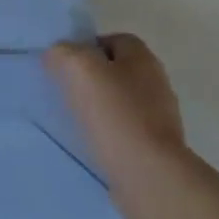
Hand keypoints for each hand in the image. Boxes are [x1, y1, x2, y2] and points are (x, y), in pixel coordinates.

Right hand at [46, 33, 188, 184]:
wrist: (150, 178)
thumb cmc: (117, 115)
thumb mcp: (79, 69)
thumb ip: (63, 53)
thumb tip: (57, 54)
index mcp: (143, 57)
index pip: (112, 40)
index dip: (87, 48)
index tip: (65, 67)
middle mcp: (156, 83)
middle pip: (117, 72)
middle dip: (92, 80)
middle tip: (66, 93)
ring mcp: (161, 119)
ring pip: (121, 104)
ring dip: (100, 111)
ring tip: (75, 123)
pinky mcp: (158, 151)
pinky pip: (126, 134)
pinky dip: (110, 137)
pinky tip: (93, 147)